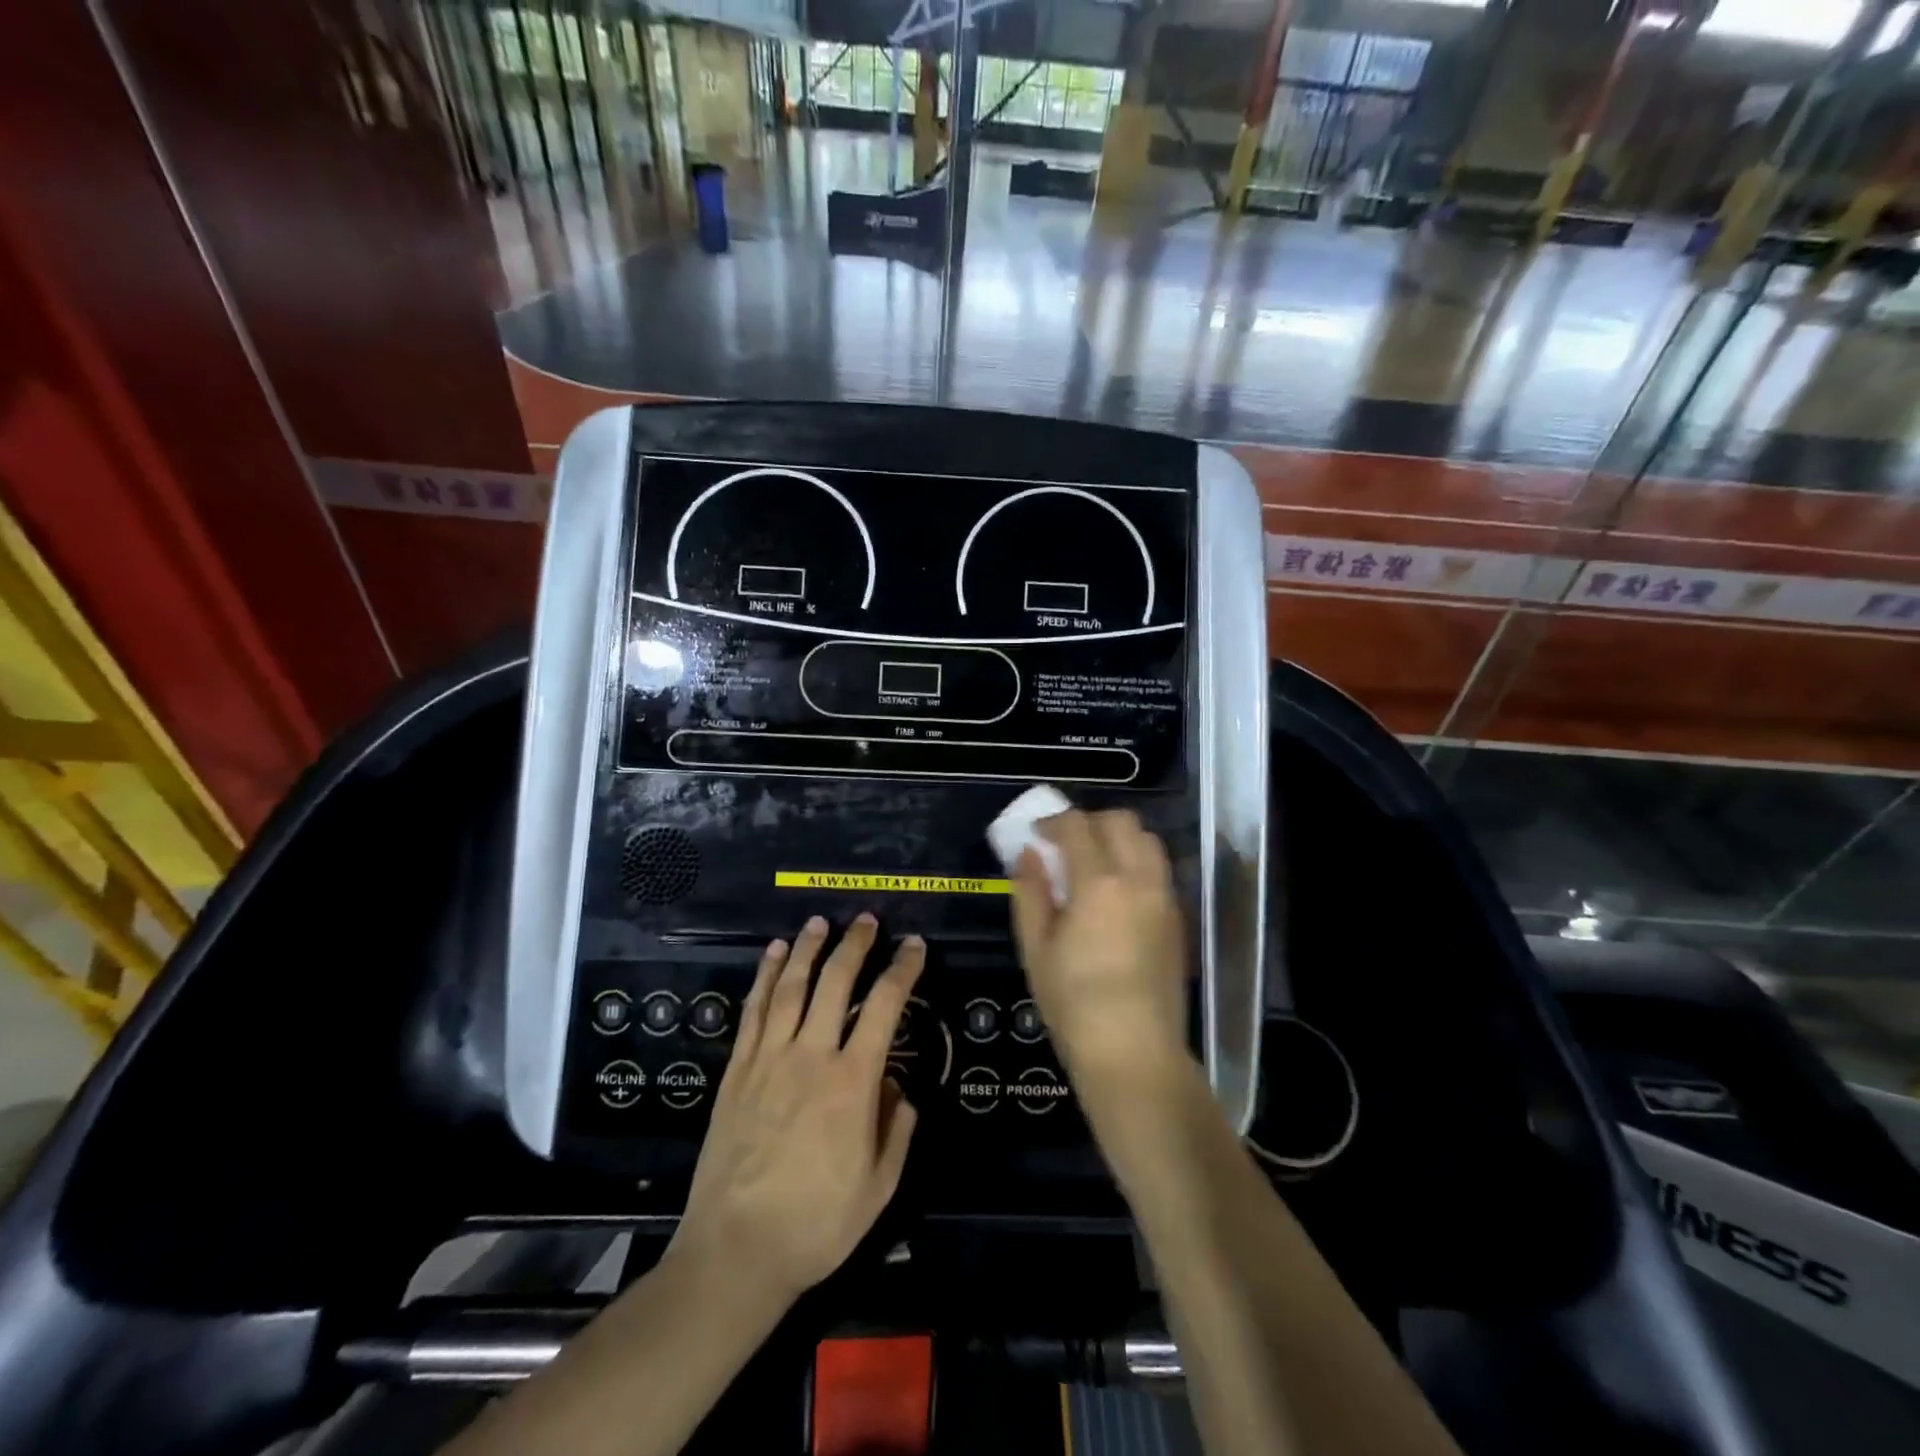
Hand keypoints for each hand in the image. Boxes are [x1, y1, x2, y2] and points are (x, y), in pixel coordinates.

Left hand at [668, 914, 923, 1306]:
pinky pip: (752, 1012)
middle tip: (867, 919)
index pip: (884, 1007)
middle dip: (854, 945)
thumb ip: (897, 1130)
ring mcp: (768, 1060)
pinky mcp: (737, 1072)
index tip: (914, 946)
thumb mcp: (879, 1188)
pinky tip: (772, 954)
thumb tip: (898, 1087)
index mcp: (852, 1083)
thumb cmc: (816, 1225)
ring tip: (819, 922)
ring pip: (790, 987)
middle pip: (834, 983)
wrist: (735, 1253)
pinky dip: (763, 977)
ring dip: (807, 949)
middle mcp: (811, 1057)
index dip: (902, 970)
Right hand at [1009, 809, 1187, 1089]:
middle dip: (1088, 822)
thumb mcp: (1036, 949)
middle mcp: (1139, 879)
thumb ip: (1031, 893)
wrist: (1134, 1054)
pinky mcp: (1178, 919)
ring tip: (1093, 865)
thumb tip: (1029, 854)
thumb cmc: (1073, 1004)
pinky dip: (1136, 862)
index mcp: (1099, 884)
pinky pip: (1158, 869)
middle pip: (1120, 821)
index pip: (1076, 826)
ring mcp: (1165, 898)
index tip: (1035, 835)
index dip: (1052, 822)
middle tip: (1064, 845)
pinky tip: (1116, 893)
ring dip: (1117, 838)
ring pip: (1147, 840)